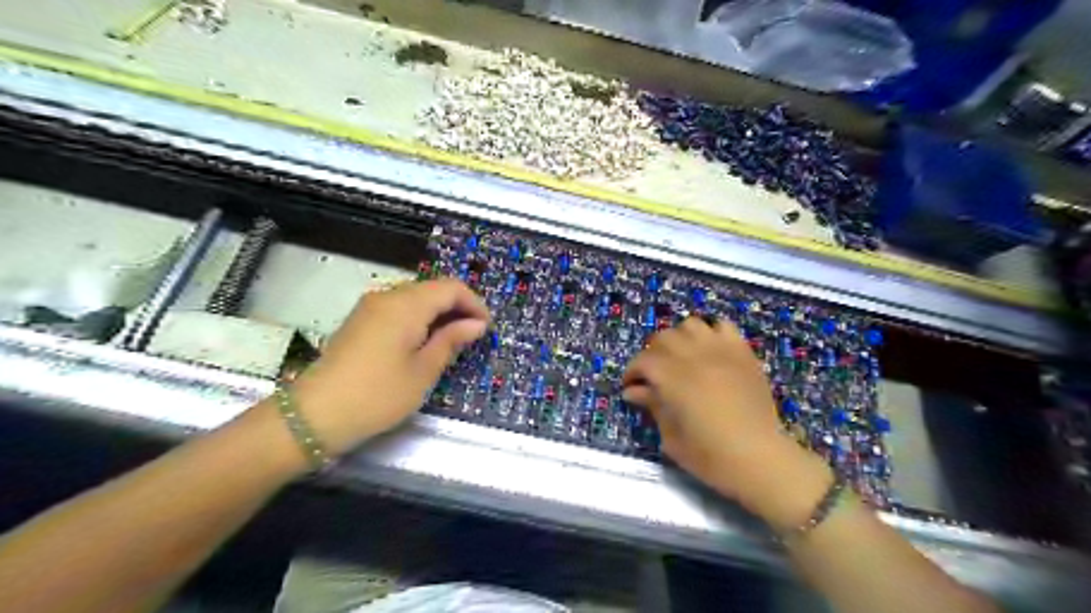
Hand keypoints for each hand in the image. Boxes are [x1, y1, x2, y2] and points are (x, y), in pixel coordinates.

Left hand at [286, 280, 487, 456]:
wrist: (315, 415)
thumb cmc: (378, 394)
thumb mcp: (424, 371)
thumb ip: (452, 340)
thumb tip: (476, 324)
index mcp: (406, 305)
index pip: (451, 287)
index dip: (474, 304)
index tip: (486, 329)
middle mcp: (387, 296)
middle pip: (433, 289)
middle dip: (457, 307)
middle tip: (472, 336)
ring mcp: (370, 307)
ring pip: (415, 298)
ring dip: (438, 313)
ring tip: (451, 341)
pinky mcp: (360, 320)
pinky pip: (398, 308)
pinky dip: (419, 319)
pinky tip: (423, 342)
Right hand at [622, 316, 828, 526]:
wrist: (760, 459)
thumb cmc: (710, 456)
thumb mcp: (671, 436)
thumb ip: (652, 407)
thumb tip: (634, 391)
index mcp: (672, 378)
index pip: (643, 361)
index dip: (632, 371)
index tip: (631, 385)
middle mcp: (694, 356)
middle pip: (664, 338)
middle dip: (652, 353)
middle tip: (654, 373)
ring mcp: (721, 351)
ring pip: (691, 325)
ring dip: (680, 338)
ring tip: (681, 357)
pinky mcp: (743, 353)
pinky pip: (724, 327)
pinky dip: (712, 333)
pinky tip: (710, 351)